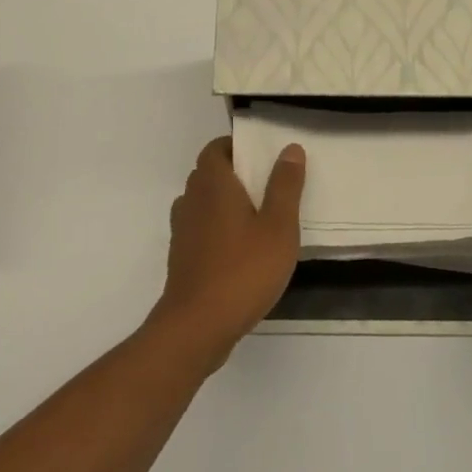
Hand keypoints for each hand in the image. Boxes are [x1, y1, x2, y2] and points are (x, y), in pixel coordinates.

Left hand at [150, 136, 305, 366]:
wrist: (197, 325)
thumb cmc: (243, 270)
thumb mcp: (278, 227)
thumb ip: (285, 186)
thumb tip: (290, 149)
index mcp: (214, 185)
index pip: (215, 149)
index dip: (235, 146)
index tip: (261, 155)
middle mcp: (192, 200)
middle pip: (208, 173)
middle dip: (233, 172)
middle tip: (267, 184)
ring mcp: (182, 230)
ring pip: (202, 201)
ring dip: (224, 201)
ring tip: (256, 215)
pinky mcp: (181, 256)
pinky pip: (199, 227)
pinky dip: (216, 227)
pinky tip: (240, 247)